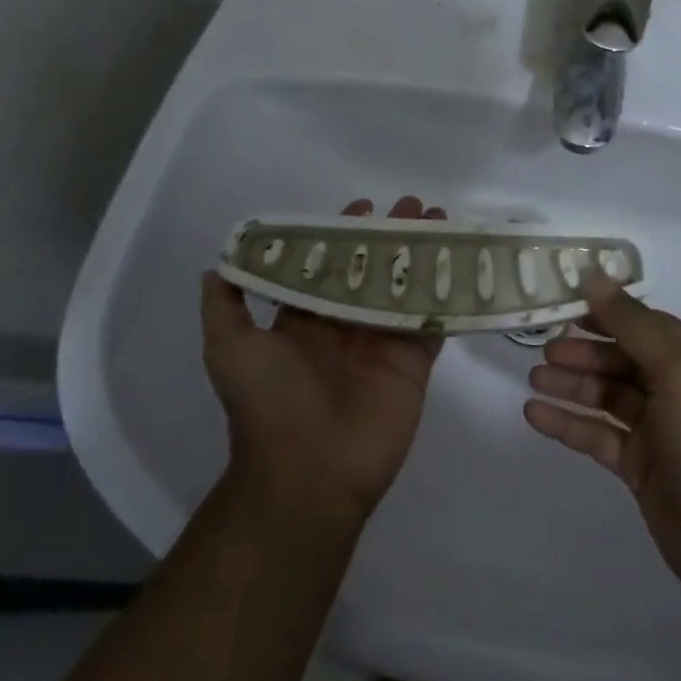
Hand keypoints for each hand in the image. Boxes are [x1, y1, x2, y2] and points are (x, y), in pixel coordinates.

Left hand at [200, 196, 446, 521]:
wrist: (310, 474)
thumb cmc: (269, 405)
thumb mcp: (230, 351)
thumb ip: (226, 308)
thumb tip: (216, 266)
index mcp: (306, 320)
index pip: (329, 266)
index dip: (345, 235)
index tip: (364, 206)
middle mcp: (346, 326)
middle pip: (374, 270)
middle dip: (393, 237)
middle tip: (415, 207)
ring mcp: (383, 344)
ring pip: (407, 288)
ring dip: (424, 256)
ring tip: (443, 223)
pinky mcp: (413, 364)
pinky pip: (433, 322)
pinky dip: (448, 296)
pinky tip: (464, 266)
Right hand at [523, 275, 680, 608]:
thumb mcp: (680, 370)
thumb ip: (633, 323)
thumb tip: (594, 275)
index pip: (645, 324)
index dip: (606, 313)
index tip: (563, 303)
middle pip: (623, 360)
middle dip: (584, 352)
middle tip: (543, 349)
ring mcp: (661, 432)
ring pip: (608, 397)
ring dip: (573, 386)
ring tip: (534, 379)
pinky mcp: (642, 469)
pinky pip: (599, 437)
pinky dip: (569, 424)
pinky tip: (535, 415)